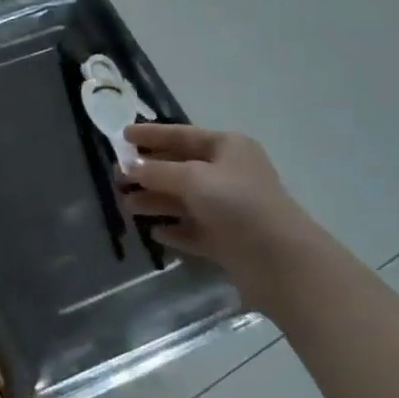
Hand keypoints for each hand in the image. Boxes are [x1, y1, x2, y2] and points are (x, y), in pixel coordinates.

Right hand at [122, 124, 323, 317]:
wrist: (281, 262)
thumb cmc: (238, 204)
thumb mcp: (193, 178)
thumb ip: (157, 171)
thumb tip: (130, 167)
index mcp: (227, 148)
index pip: (181, 135)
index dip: (151, 135)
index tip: (122, 137)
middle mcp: (228, 174)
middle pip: (180, 168)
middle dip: (148, 172)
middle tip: (117, 177)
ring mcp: (228, 209)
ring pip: (183, 200)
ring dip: (155, 201)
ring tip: (127, 206)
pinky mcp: (227, 240)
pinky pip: (193, 230)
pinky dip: (174, 229)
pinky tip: (155, 233)